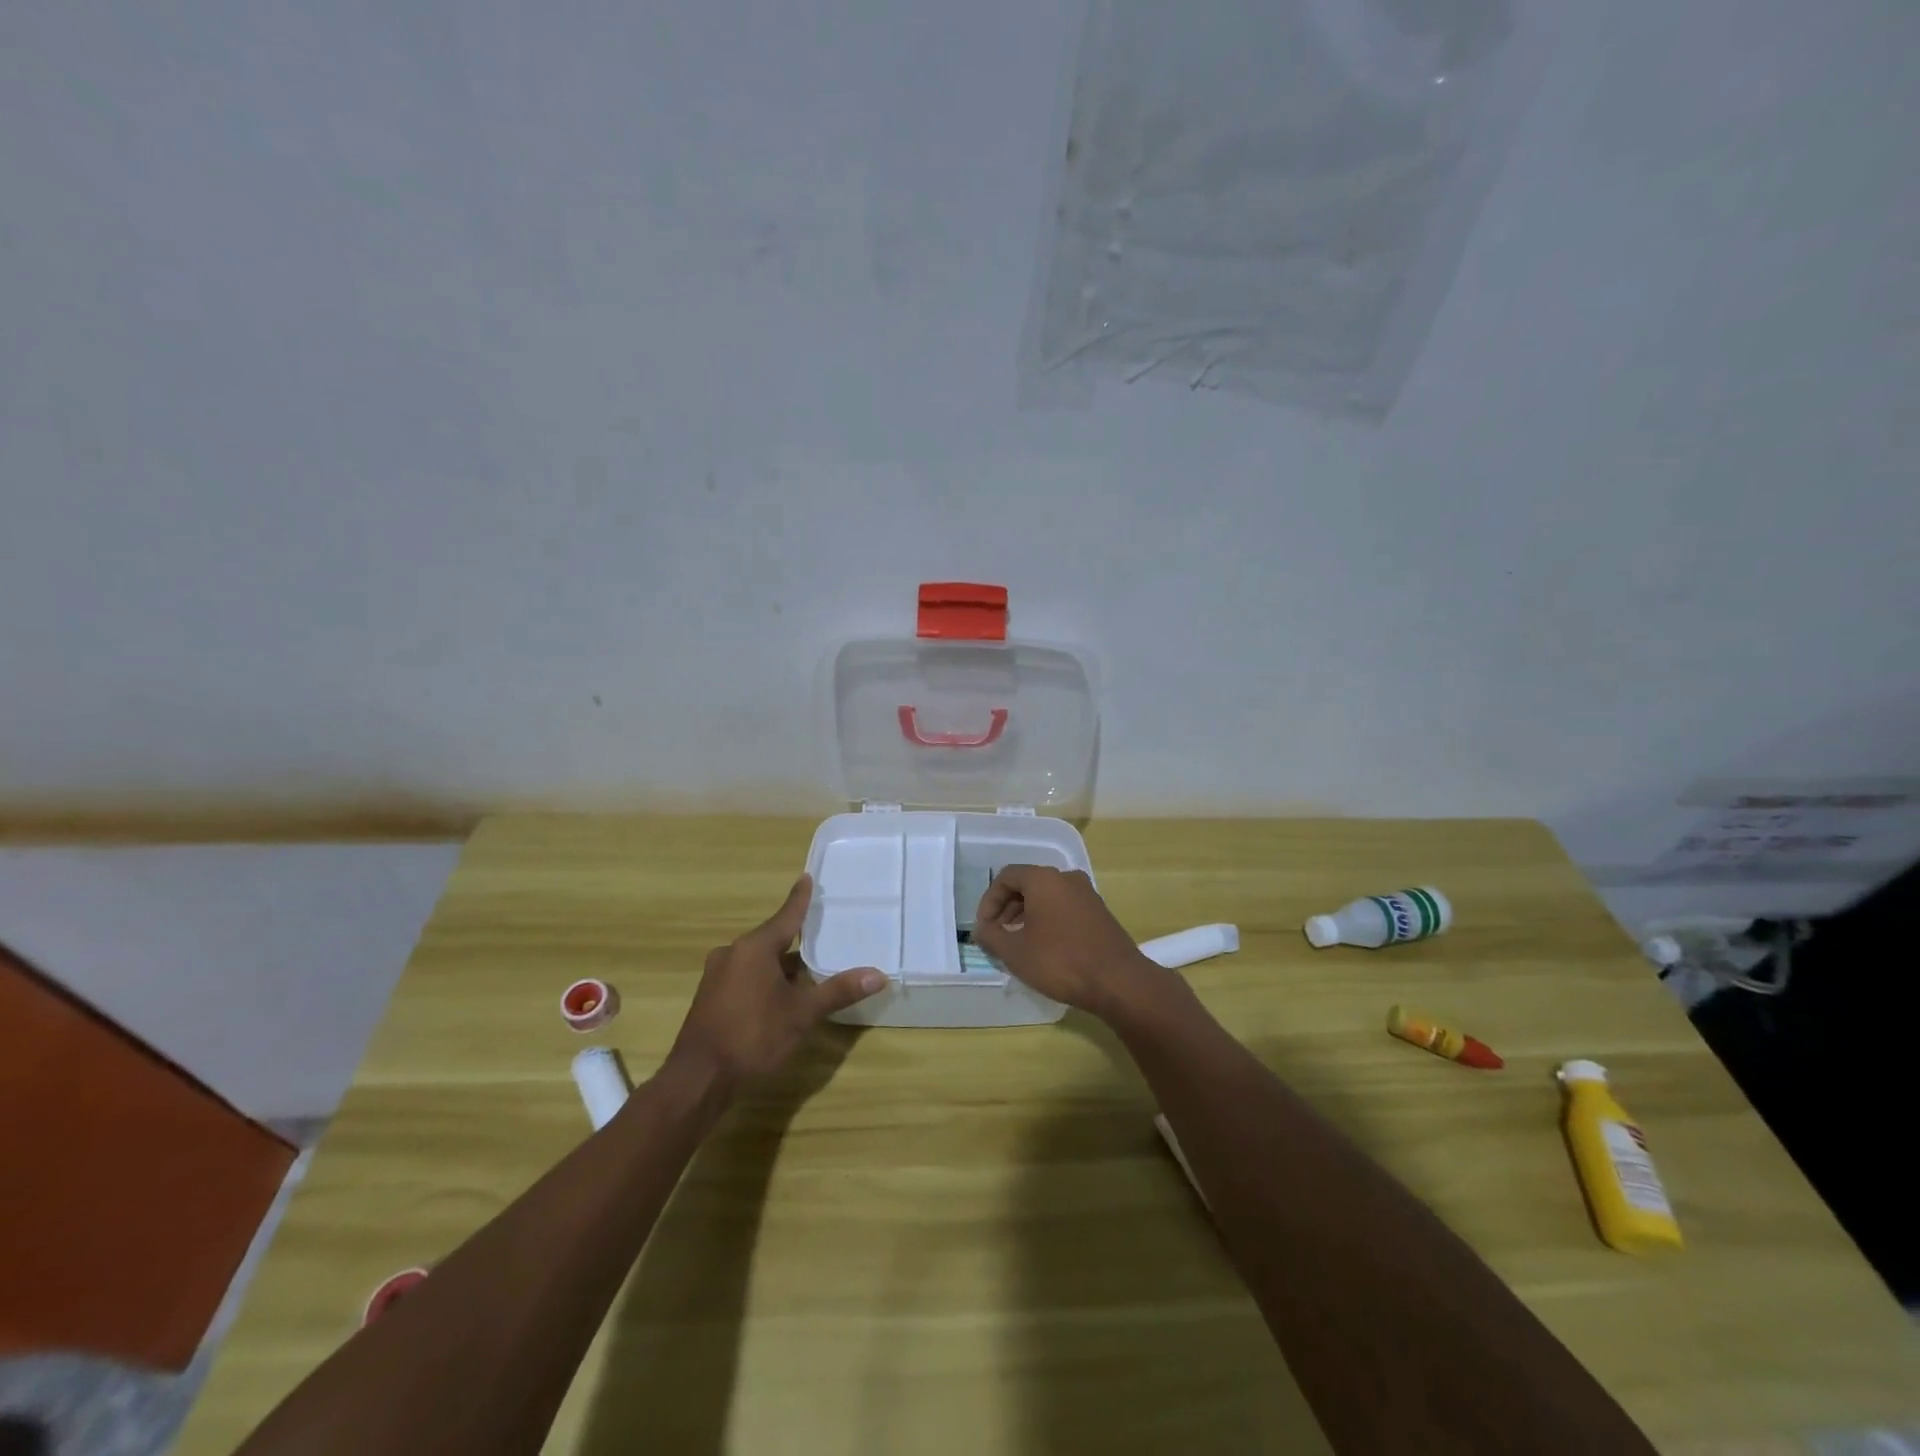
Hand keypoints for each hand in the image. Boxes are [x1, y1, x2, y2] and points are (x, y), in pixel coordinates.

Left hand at [664, 875, 884, 1091]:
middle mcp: (732, 953)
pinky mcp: (710, 997)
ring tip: (807, 971)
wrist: (698, 1079)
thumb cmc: (753, 1037)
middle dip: (795, 940)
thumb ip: (838, 991)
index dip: (799, 899)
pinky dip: (764, 979)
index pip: (786, 916)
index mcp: (754, 948)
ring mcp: (717, 975)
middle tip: (820, 934)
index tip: (806, 878)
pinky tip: (779, 996)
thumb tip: (878, 975)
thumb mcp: (802, 1014)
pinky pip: (744, 976)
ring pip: (757, 960)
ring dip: (780, 965)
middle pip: (771, 939)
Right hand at [972, 865, 1171, 1019]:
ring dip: (1027, 915)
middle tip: (997, 935)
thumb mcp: (1015, 952)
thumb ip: (991, 936)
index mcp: (1044, 879)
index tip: (984, 927)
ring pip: (1047, 896)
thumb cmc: (1060, 961)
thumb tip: (981, 930)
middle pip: (1028, 884)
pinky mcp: (1099, 912)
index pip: (1006, 877)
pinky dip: (1048, 920)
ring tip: (1018, 943)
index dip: (989, 901)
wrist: (1119, 982)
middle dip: (1007, 908)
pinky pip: (1064, 907)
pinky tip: (1044, 947)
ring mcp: (1087, 894)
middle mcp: (1067, 878)